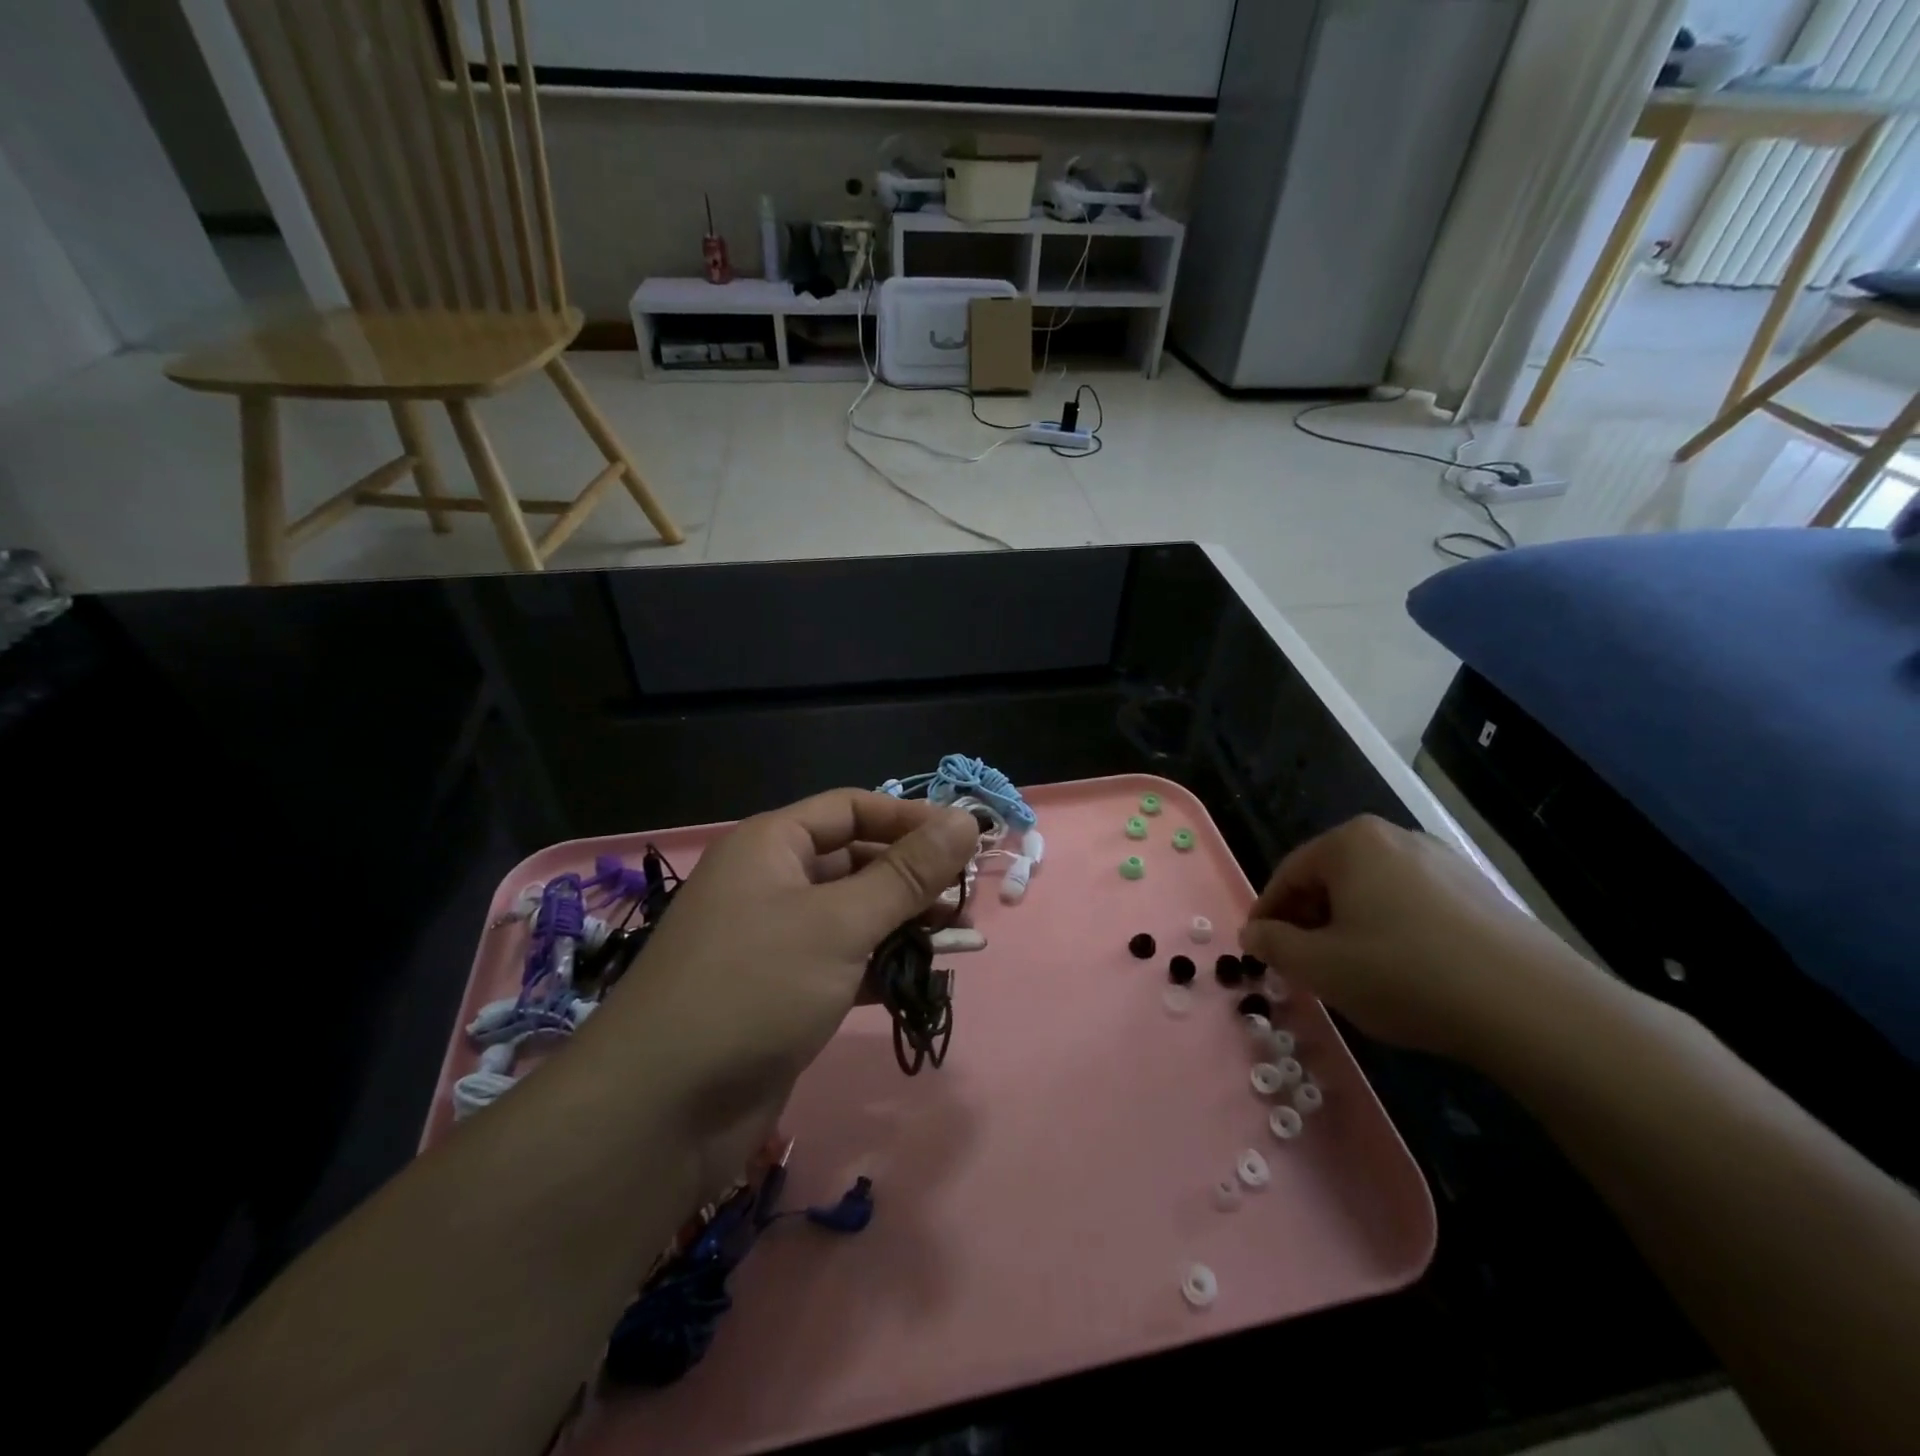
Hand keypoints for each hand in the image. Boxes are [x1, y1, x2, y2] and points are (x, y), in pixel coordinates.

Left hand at [602, 789, 978, 1188]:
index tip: (966, 840)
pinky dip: (879, 965)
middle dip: (911, 877)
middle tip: (965, 900)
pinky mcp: (781, 991)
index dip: (909, 818)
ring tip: (955, 939)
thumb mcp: (840, 923)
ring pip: (852, 914)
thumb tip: (966, 820)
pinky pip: (842, 961)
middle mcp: (770, 883)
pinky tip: (917, 980)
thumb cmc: (754, 989)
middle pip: (855, 860)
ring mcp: (773, 940)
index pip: (852, 808)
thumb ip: (907, 873)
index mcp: (772, 845)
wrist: (661, 1112)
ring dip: (902, 923)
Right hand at [1238, 815, 1591, 1063]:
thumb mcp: (1320, 966)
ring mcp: (1443, 862)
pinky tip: (1403, 973)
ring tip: (1350, 972)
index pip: (1288, 874)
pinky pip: (1413, 906)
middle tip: (1302, 965)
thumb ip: (1274, 945)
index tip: (1258, 951)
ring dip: (1349, 928)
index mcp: (1351, 843)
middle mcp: (1395, 838)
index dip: (1267, 914)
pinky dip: (1392, 932)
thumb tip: (1252, 933)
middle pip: (1330, 879)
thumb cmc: (1405, 974)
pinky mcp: (1479, 892)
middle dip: (1309, 921)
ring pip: (1372, 893)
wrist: (1533, 1008)